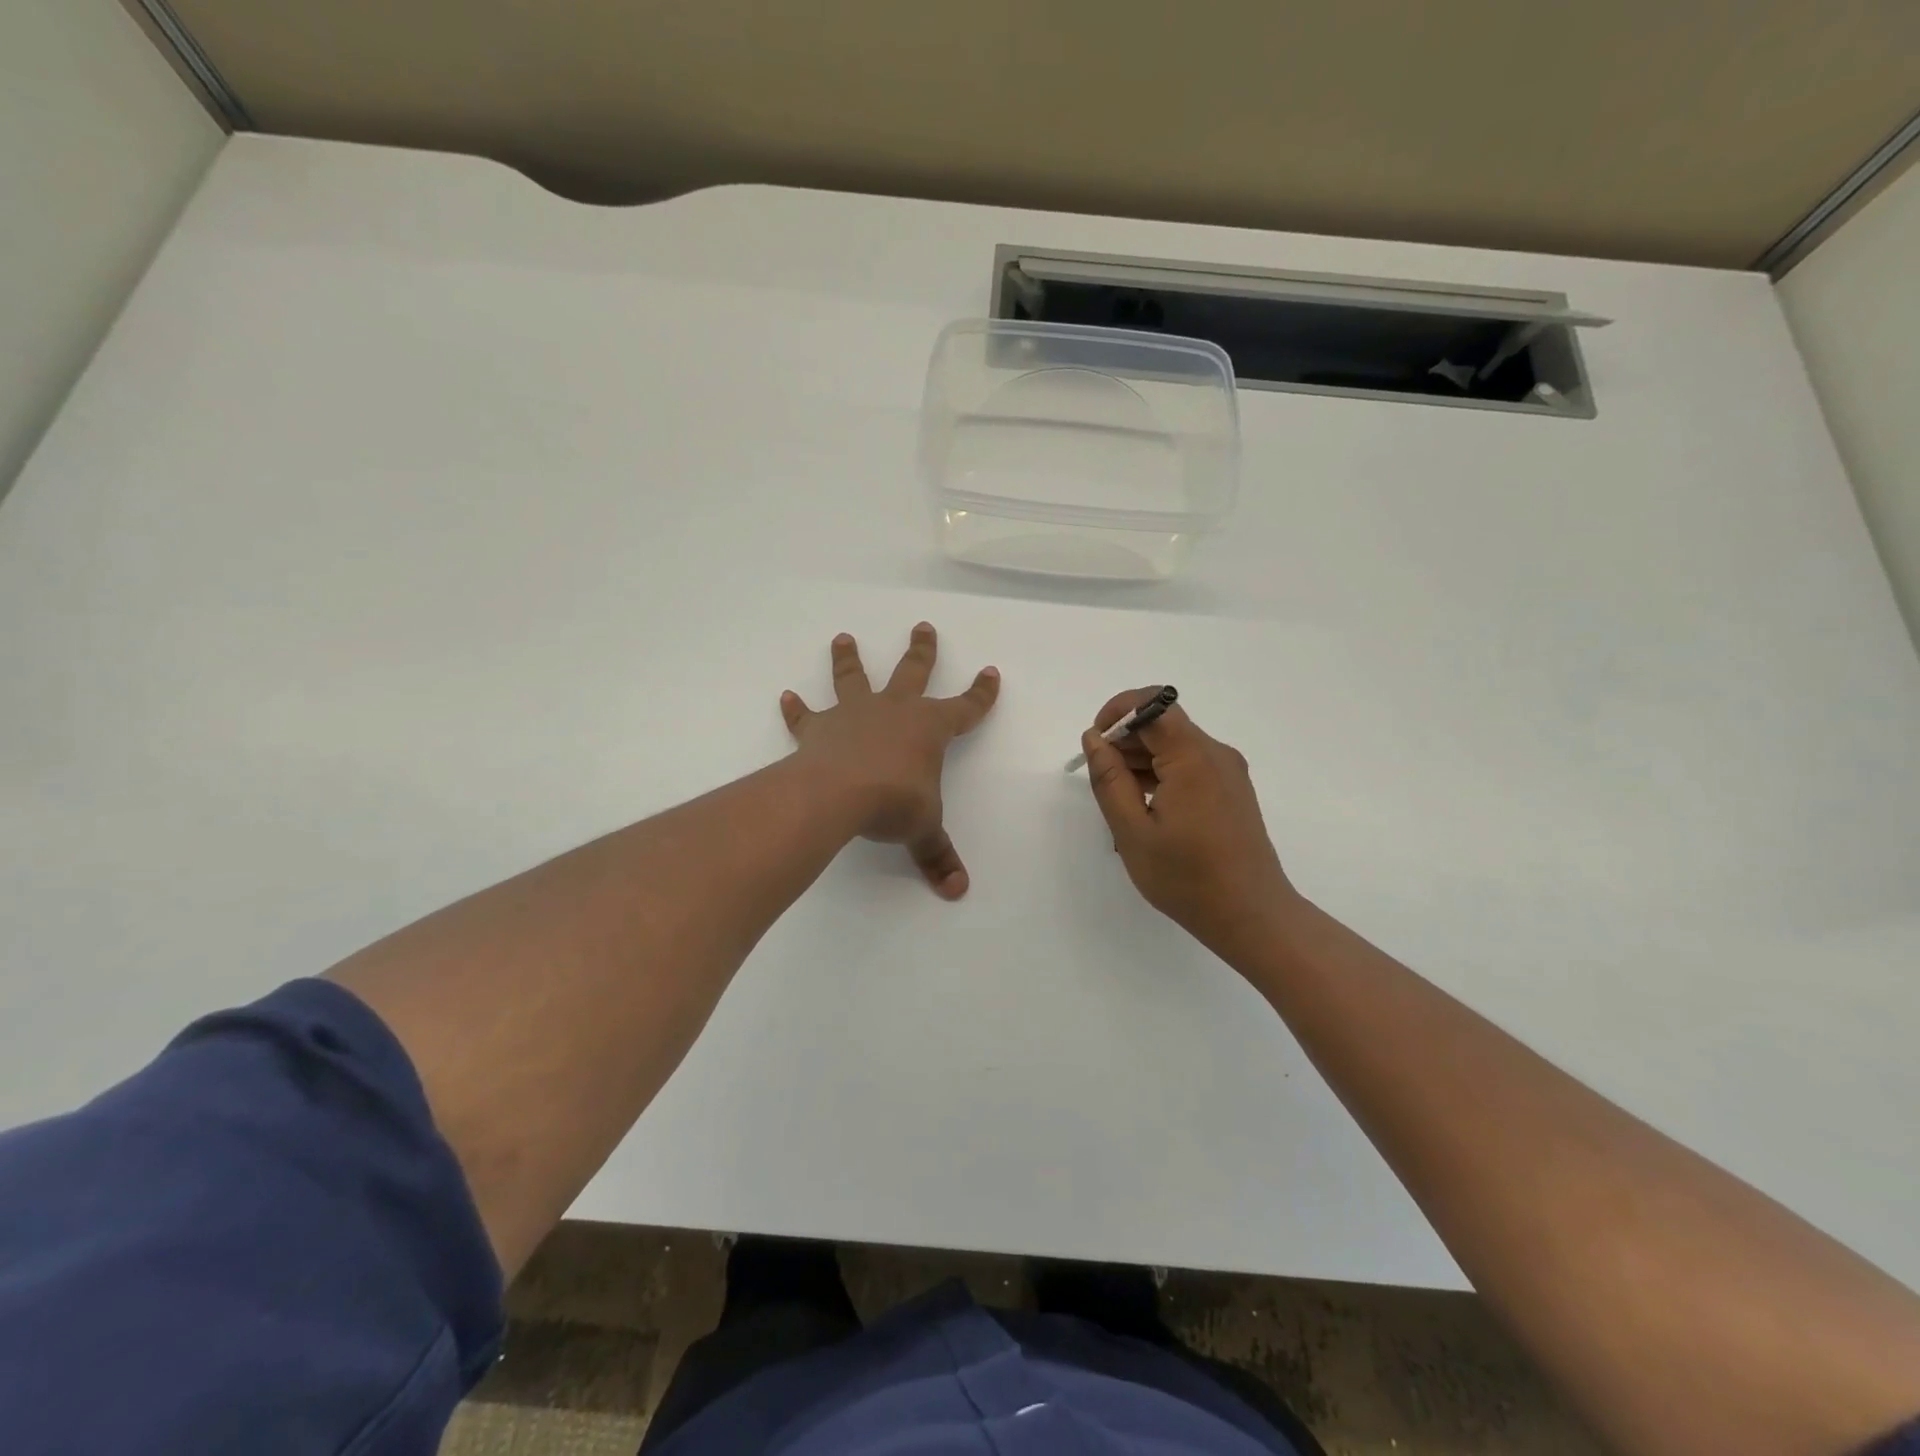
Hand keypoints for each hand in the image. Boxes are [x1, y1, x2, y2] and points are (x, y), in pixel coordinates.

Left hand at [781, 624, 999, 898]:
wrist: (839, 794)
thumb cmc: (894, 803)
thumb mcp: (924, 829)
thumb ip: (938, 855)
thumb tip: (958, 890)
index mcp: (929, 728)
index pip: (965, 707)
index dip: (981, 693)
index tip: (991, 672)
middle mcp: (894, 711)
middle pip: (913, 671)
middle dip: (922, 650)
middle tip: (923, 626)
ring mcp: (855, 715)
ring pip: (854, 678)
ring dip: (849, 659)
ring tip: (843, 637)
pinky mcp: (820, 728)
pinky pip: (806, 715)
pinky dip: (796, 709)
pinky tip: (785, 697)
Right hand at [1080, 689, 1299, 955]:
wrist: (1251, 915)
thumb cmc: (1186, 877)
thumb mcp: (1132, 831)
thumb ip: (1109, 779)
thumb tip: (1094, 738)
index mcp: (1193, 757)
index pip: (1152, 704)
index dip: (1117, 712)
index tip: (1094, 742)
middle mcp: (1215, 754)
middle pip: (1163, 723)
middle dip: (1125, 740)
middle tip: (1102, 780)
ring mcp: (1228, 772)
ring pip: (1175, 745)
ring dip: (1141, 760)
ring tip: (1120, 802)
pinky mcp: (1231, 790)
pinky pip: (1189, 765)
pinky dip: (1161, 774)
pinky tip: (1145, 810)